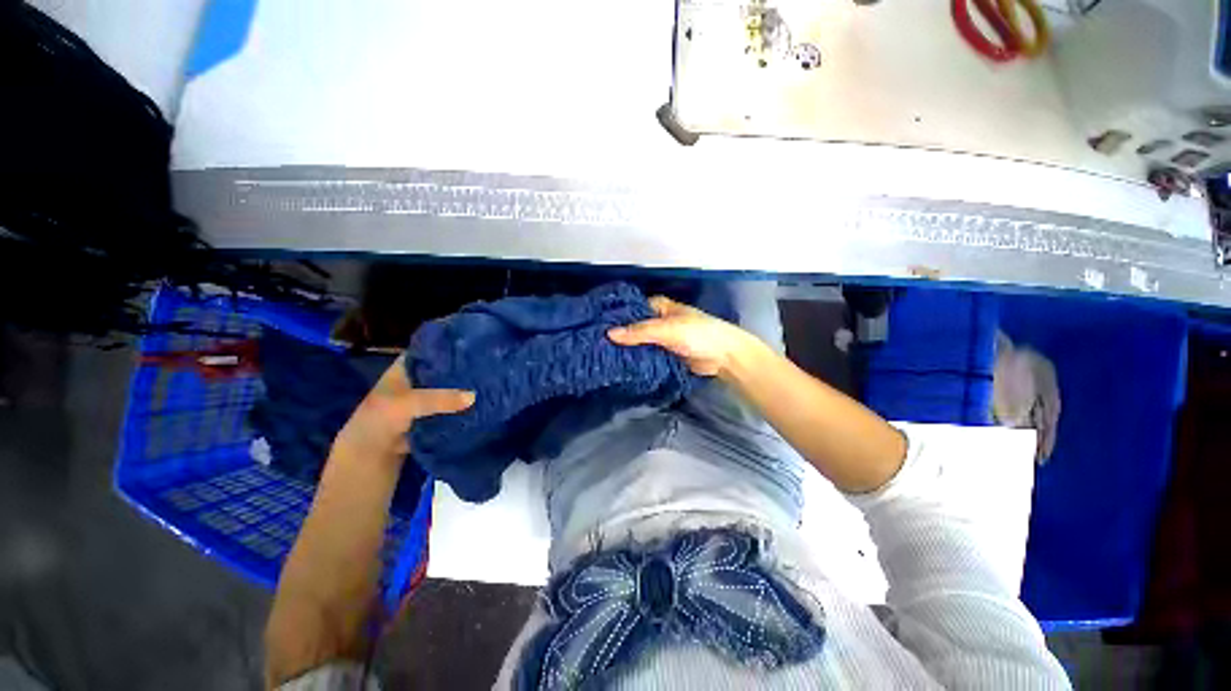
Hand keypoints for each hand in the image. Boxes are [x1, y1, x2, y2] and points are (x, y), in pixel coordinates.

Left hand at [333, 355, 474, 463]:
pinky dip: (462, 408)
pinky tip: (481, 404)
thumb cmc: (379, 423)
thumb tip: (474, 396)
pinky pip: (451, 410)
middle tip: (488, 364)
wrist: (367, 462)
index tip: (474, 344)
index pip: (428, 351)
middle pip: (442, 371)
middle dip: (461, 370)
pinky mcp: (431, 420)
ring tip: (489, 382)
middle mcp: (415, 382)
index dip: (448, 347)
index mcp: (403, 370)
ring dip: (464, 391)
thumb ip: (440, 398)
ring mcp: (423, 402)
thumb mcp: (407, 404)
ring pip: (448, 392)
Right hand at [607, 296, 759, 376]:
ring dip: (626, 349)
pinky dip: (636, 359)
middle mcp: (657, 320)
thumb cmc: (698, 334)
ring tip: (601, 356)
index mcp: (658, 306)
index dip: (615, 317)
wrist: (724, 356)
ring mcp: (660, 339)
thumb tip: (609, 334)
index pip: (630, 309)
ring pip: (638, 343)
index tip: (595, 326)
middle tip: (594, 345)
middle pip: (633, 327)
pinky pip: (646, 355)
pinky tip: (619, 366)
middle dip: (618, 335)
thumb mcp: (668, 329)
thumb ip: (639, 332)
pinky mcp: (664, 355)